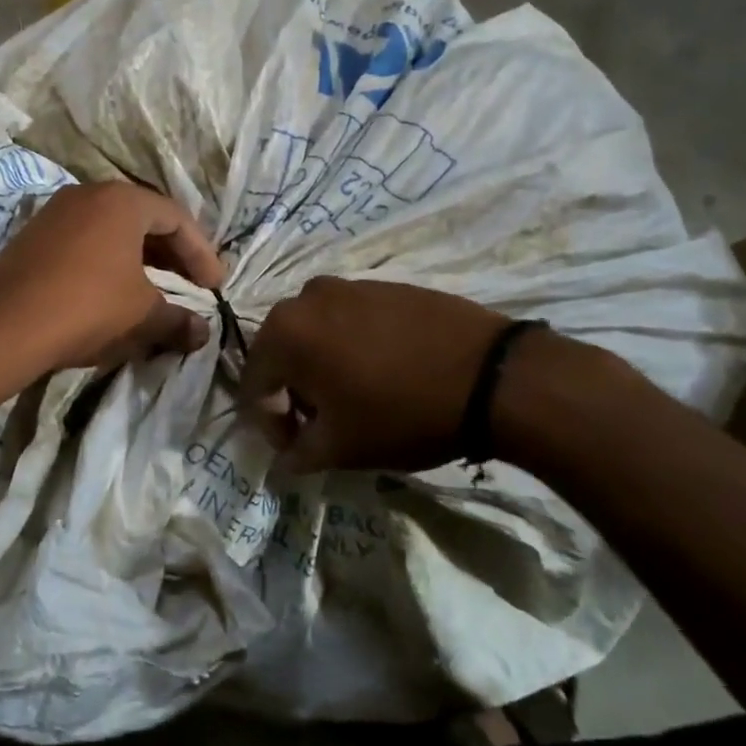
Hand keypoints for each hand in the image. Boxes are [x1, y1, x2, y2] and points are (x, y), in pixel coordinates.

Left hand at [0, 182, 224, 373]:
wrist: (5, 327)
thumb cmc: (88, 307)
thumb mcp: (142, 314)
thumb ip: (177, 320)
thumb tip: (202, 333)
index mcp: (122, 200)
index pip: (176, 219)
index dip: (201, 253)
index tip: (214, 287)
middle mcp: (88, 194)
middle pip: (143, 219)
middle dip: (171, 255)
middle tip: (190, 286)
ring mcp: (55, 212)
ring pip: (111, 230)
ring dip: (139, 260)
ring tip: (155, 291)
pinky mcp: (32, 236)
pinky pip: (83, 241)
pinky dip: (106, 262)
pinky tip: (112, 292)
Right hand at [238, 277, 514, 472]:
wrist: (491, 376)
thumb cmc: (401, 413)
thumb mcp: (342, 446)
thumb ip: (299, 453)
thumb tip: (285, 460)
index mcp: (284, 333)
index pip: (254, 384)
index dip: (269, 424)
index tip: (297, 450)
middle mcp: (305, 298)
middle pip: (282, 353)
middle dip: (294, 391)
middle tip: (321, 425)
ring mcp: (347, 285)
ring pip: (316, 334)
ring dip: (322, 367)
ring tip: (354, 398)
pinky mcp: (384, 285)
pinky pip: (350, 320)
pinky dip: (352, 347)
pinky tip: (384, 373)